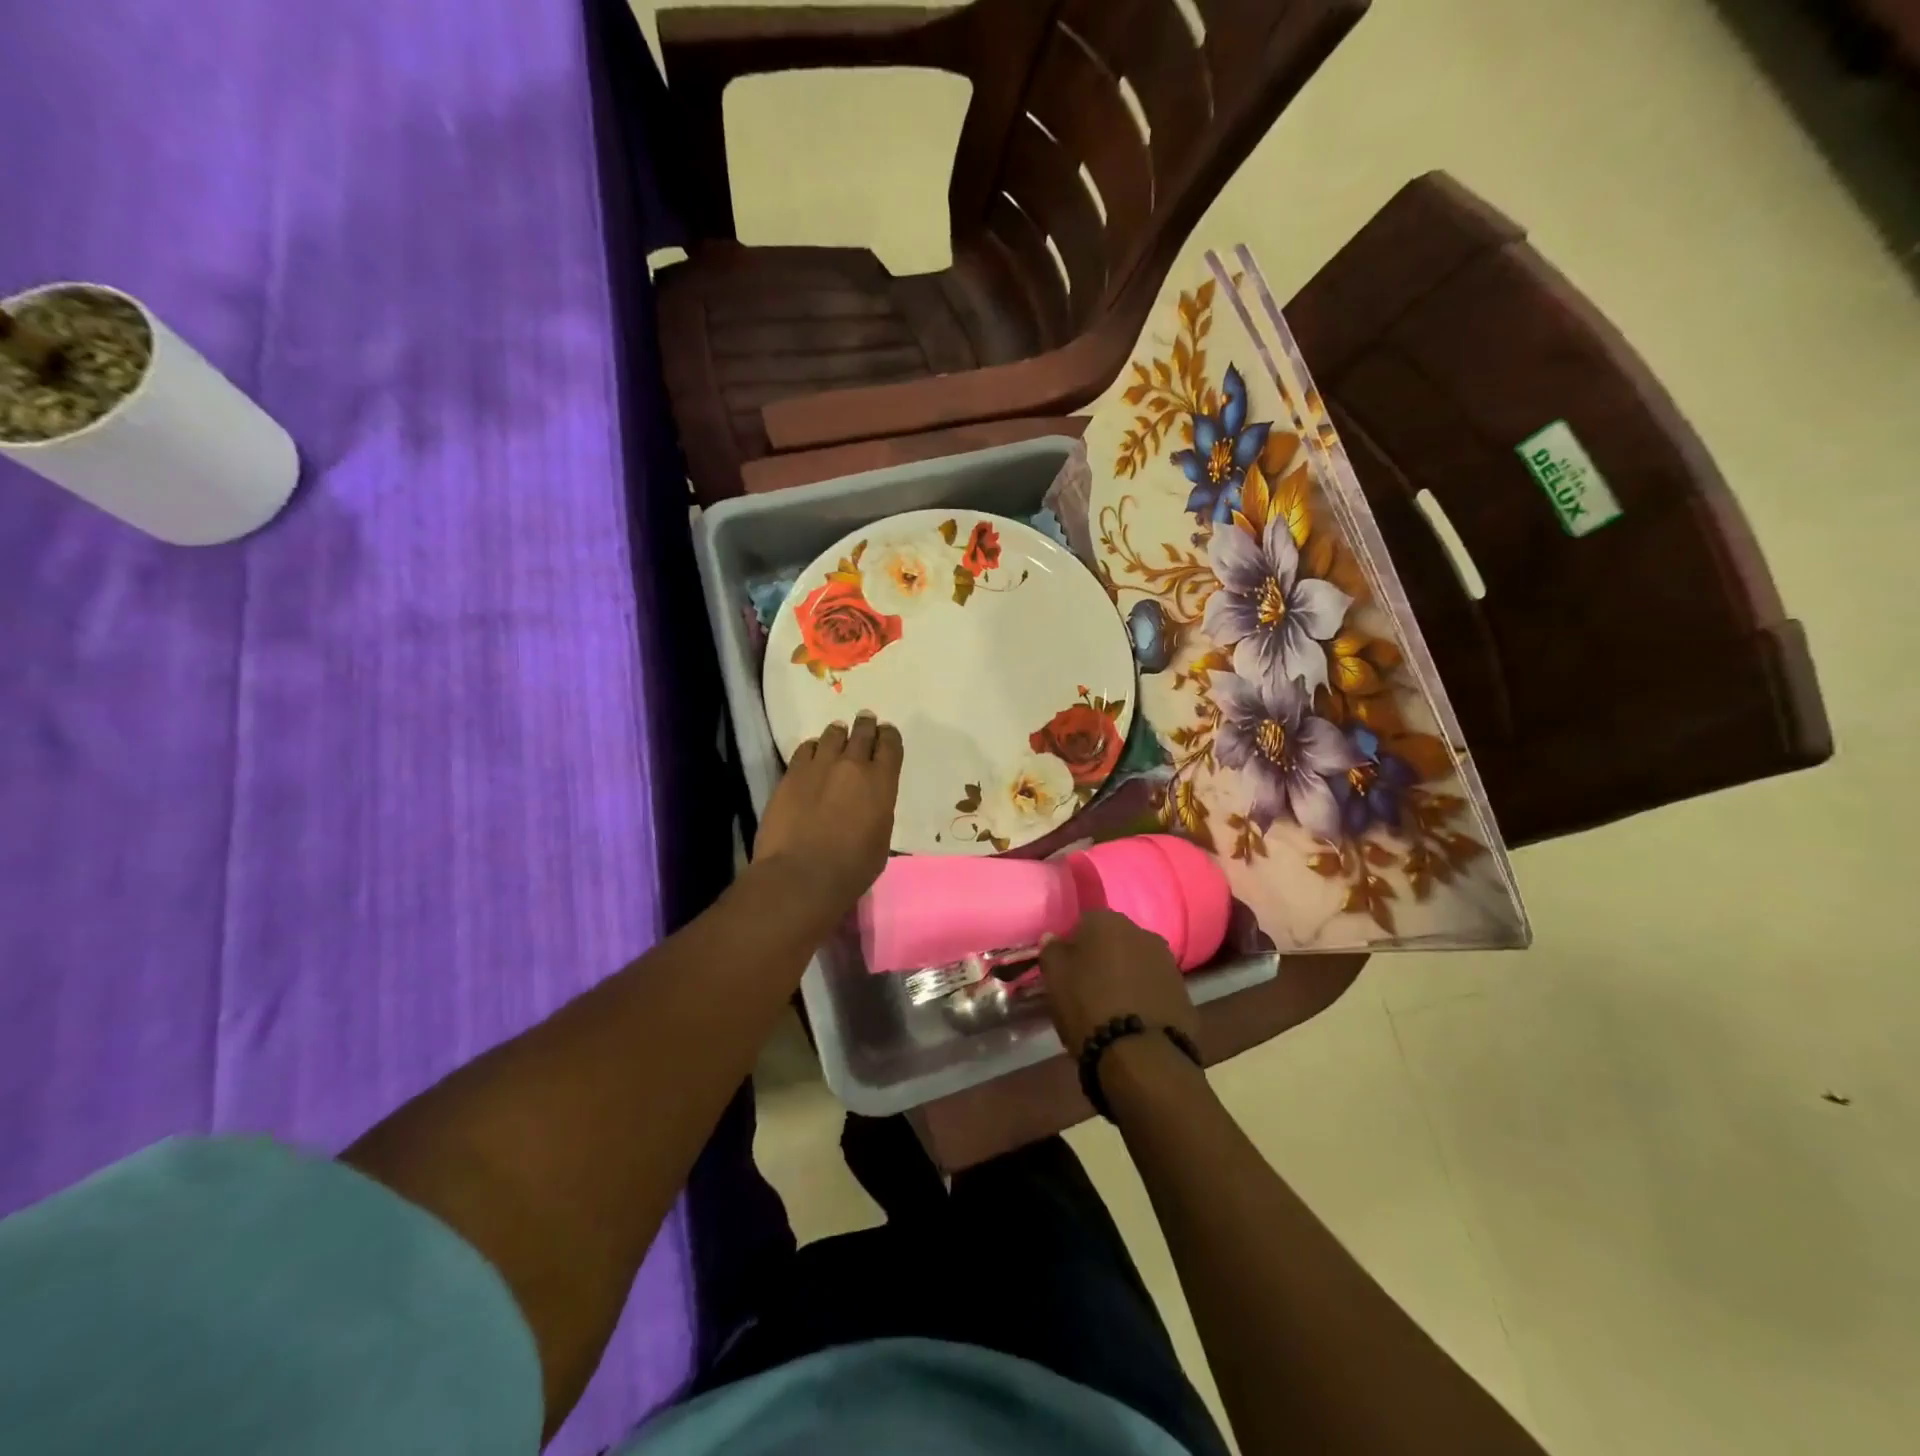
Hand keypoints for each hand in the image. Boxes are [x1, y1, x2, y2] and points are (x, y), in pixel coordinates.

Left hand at [754, 711, 903, 919]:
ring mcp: (819, 766)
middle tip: (866, 720)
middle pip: (862, 732)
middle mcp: (853, 766)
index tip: (886, 732)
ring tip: (838, 734)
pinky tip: (812, 753)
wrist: (801, 875)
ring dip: (838, 734)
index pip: (890, 746)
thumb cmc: (851, 868)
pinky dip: (813, 748)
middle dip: (866, 725)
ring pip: (832, 735)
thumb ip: (878, 812)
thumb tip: (870, 805)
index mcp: (882, 783)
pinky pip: (805, 749)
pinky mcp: (791, 774)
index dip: (889, 736)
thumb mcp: (881, 840)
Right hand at [1040, 909, 1198, 1052]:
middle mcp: (1142, 932)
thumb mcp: (1054, 977)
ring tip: (1114, 1008)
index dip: (1075, 946)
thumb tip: (1054, 938)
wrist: (1141, 1054)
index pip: (1085, 923)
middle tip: (1090, 987)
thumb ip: (1052, 950)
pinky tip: (1136, 1021)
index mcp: (1108, 921)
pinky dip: (1146, 998)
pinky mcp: (1184, 992)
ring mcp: (1168, 962)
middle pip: (1116, 941)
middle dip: (1105, 958)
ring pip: (1139, 964)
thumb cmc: (1088, 1005)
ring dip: (1128, 977)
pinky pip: (1156, 989)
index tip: (1068, 969)